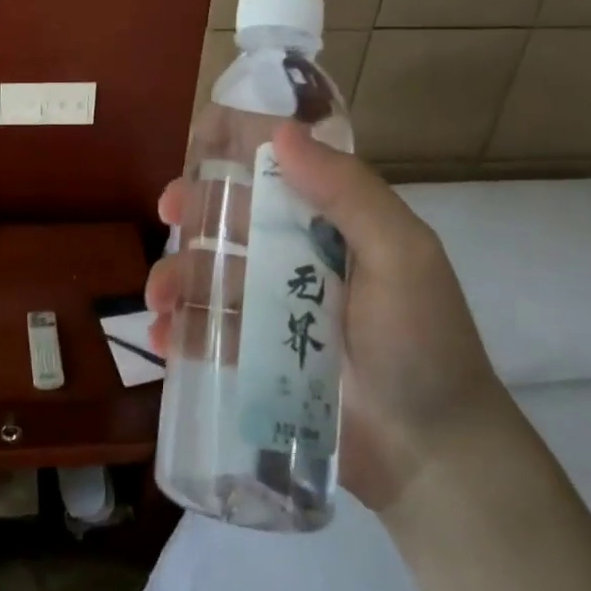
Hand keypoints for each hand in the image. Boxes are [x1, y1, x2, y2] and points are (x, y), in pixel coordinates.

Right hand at [146, 121, 505, 512]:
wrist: (433, 457)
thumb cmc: (421, 344)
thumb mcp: (401, 256)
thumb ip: (348, 192)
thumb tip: (282, 132)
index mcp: (335, 223)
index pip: (280, 169)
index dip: (238, 151)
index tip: (200, 147)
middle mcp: (301, 257)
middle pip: (234, 219)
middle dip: (194, 209)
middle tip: (167, 213)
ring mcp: (276, 309)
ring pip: (212, 275)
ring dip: (177, 276)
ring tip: (158, 299)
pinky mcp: (259, 357)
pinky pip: (209, 332)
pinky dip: (181, 330)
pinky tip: (165, 338)